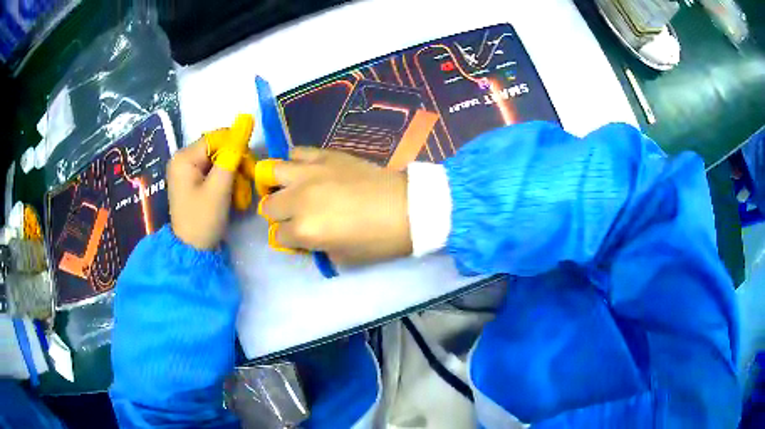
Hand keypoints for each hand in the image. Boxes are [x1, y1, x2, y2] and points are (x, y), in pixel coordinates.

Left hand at [167, 139, 239, 249]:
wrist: (192, 252)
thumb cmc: (203, 220)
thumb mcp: (219, 188)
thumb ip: (232, 155)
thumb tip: (245, 122)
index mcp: (184, 157)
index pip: (217, 137)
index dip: (237, 147)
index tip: (250, 166)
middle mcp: (183, 159)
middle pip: (218, 148)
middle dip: (235, 164)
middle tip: (246, 183)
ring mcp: (187, 170)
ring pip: (219, 160)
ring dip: (234, 175)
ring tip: (240, 195)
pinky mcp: (193, 181)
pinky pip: (214, 172)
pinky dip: (226, 181)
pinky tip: (233, 196)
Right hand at [259, 148, 411, 263]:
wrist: (407, 208)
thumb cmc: (378, 240)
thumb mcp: (343, 257)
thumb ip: (316, 248)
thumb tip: (306, 237)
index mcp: (305, 230)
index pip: (278, 236)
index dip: (289, 240)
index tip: (301, 239)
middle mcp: (299, 200)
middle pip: (268, 206)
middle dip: (279, 214)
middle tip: (295, 215)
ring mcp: (309, 174)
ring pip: (272, 172)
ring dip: (277, 184)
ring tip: (291, 188)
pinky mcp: (324, 156)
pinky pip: (296, 152)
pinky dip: (296, 162)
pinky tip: (307, 171)